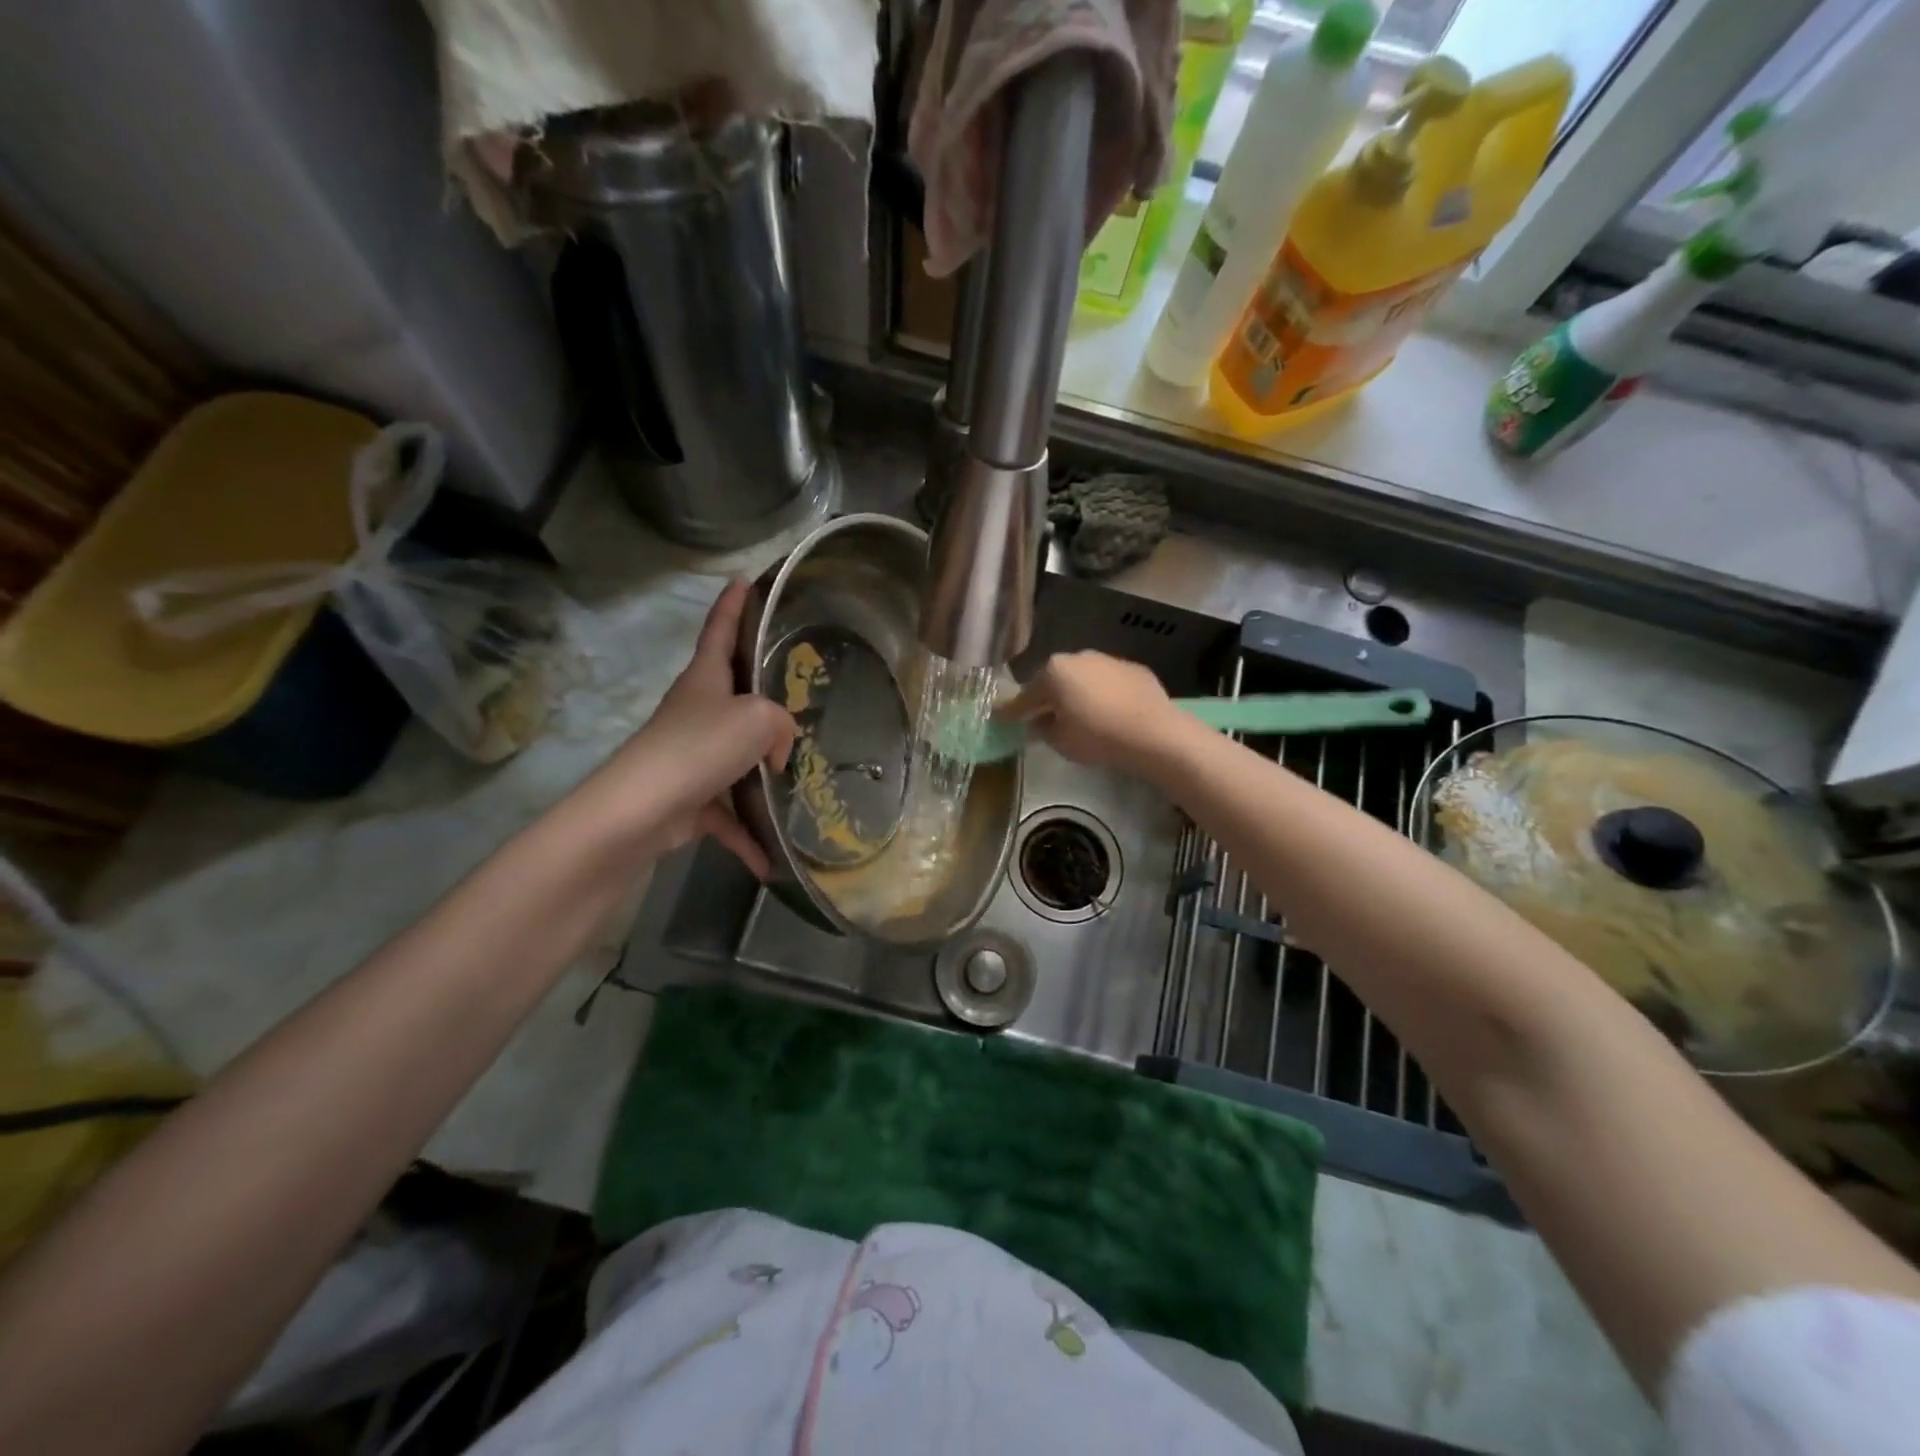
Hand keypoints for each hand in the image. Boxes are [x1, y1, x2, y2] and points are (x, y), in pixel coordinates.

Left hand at [594, 579, 795, 876]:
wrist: (638, 812)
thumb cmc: (697, 749)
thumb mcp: (755, 720)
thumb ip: (780, 723)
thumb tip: (777, 752)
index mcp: (706, 681)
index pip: (720, 629)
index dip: (733, 604)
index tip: (743, 579)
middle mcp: (697, 713)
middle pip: (735, 695)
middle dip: (765, 695)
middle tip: (802, 694)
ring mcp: (692, 756)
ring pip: (738, 758)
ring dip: (765, 776)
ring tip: (801, 783)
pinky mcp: (689, 798)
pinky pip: (727, 814)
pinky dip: (747, 834)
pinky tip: (770, 858)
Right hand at [1002, 651, 1188, 778]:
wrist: (1153, 733)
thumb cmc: (1097, 736)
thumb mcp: (1060, 740)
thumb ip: (1042, 728)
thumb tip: (1039, 721)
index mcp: (1054, 671)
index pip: (1026, 695)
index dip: (1013, 711)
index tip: (1002, 719)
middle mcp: (1079, 657)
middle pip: (1055, 680)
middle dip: (1048, 697)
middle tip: (1043, 717)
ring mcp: (1109, 660)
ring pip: (1084, 678)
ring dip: (1077, 693)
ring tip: (1079, 715)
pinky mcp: (1135, 669)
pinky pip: (1109, 683)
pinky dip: (1104, 695)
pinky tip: (1109, 713)